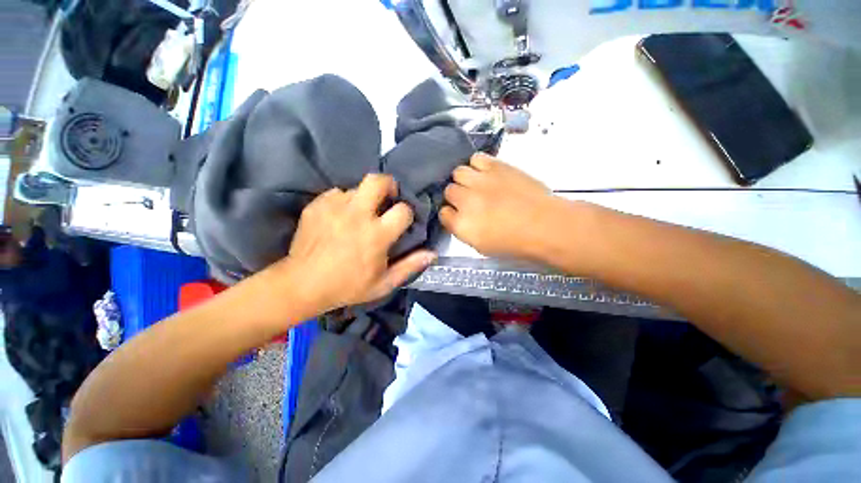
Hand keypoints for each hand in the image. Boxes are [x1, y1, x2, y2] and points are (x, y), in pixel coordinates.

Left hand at [280, 174, 435, 312]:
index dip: (407, 213)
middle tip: (387, 198)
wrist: (302, 285)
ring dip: (364, 198)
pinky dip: (343, 202)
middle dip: (388, 184)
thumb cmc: (348, 286)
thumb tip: (433, 254)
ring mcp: (334, 207)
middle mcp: (357, 215)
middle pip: (378, 181)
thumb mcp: (384, 283)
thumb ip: (410, 266)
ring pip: (357, 187)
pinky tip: (339, 217)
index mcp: (377, 235)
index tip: (402, 222)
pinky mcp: (316, 205)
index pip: (403, 209)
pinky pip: (336, 193)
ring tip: (359, 214)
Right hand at [440, 154, 560, 258]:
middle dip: (456, 196)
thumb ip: (463, 230)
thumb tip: (456, 217)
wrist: (544, 224)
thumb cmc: (514, 242)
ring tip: (476, 184)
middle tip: (469, 199)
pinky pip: (476, 158)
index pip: (443, 213)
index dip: (450, 214)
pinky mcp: (495, 166)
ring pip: (458, 172)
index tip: (458, 215)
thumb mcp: (481, 246)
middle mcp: (465, 200)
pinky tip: (485, 173)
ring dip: (464, 179)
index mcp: (461, 224)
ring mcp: (480, 181)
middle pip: (448, 191)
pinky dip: (477, 165)